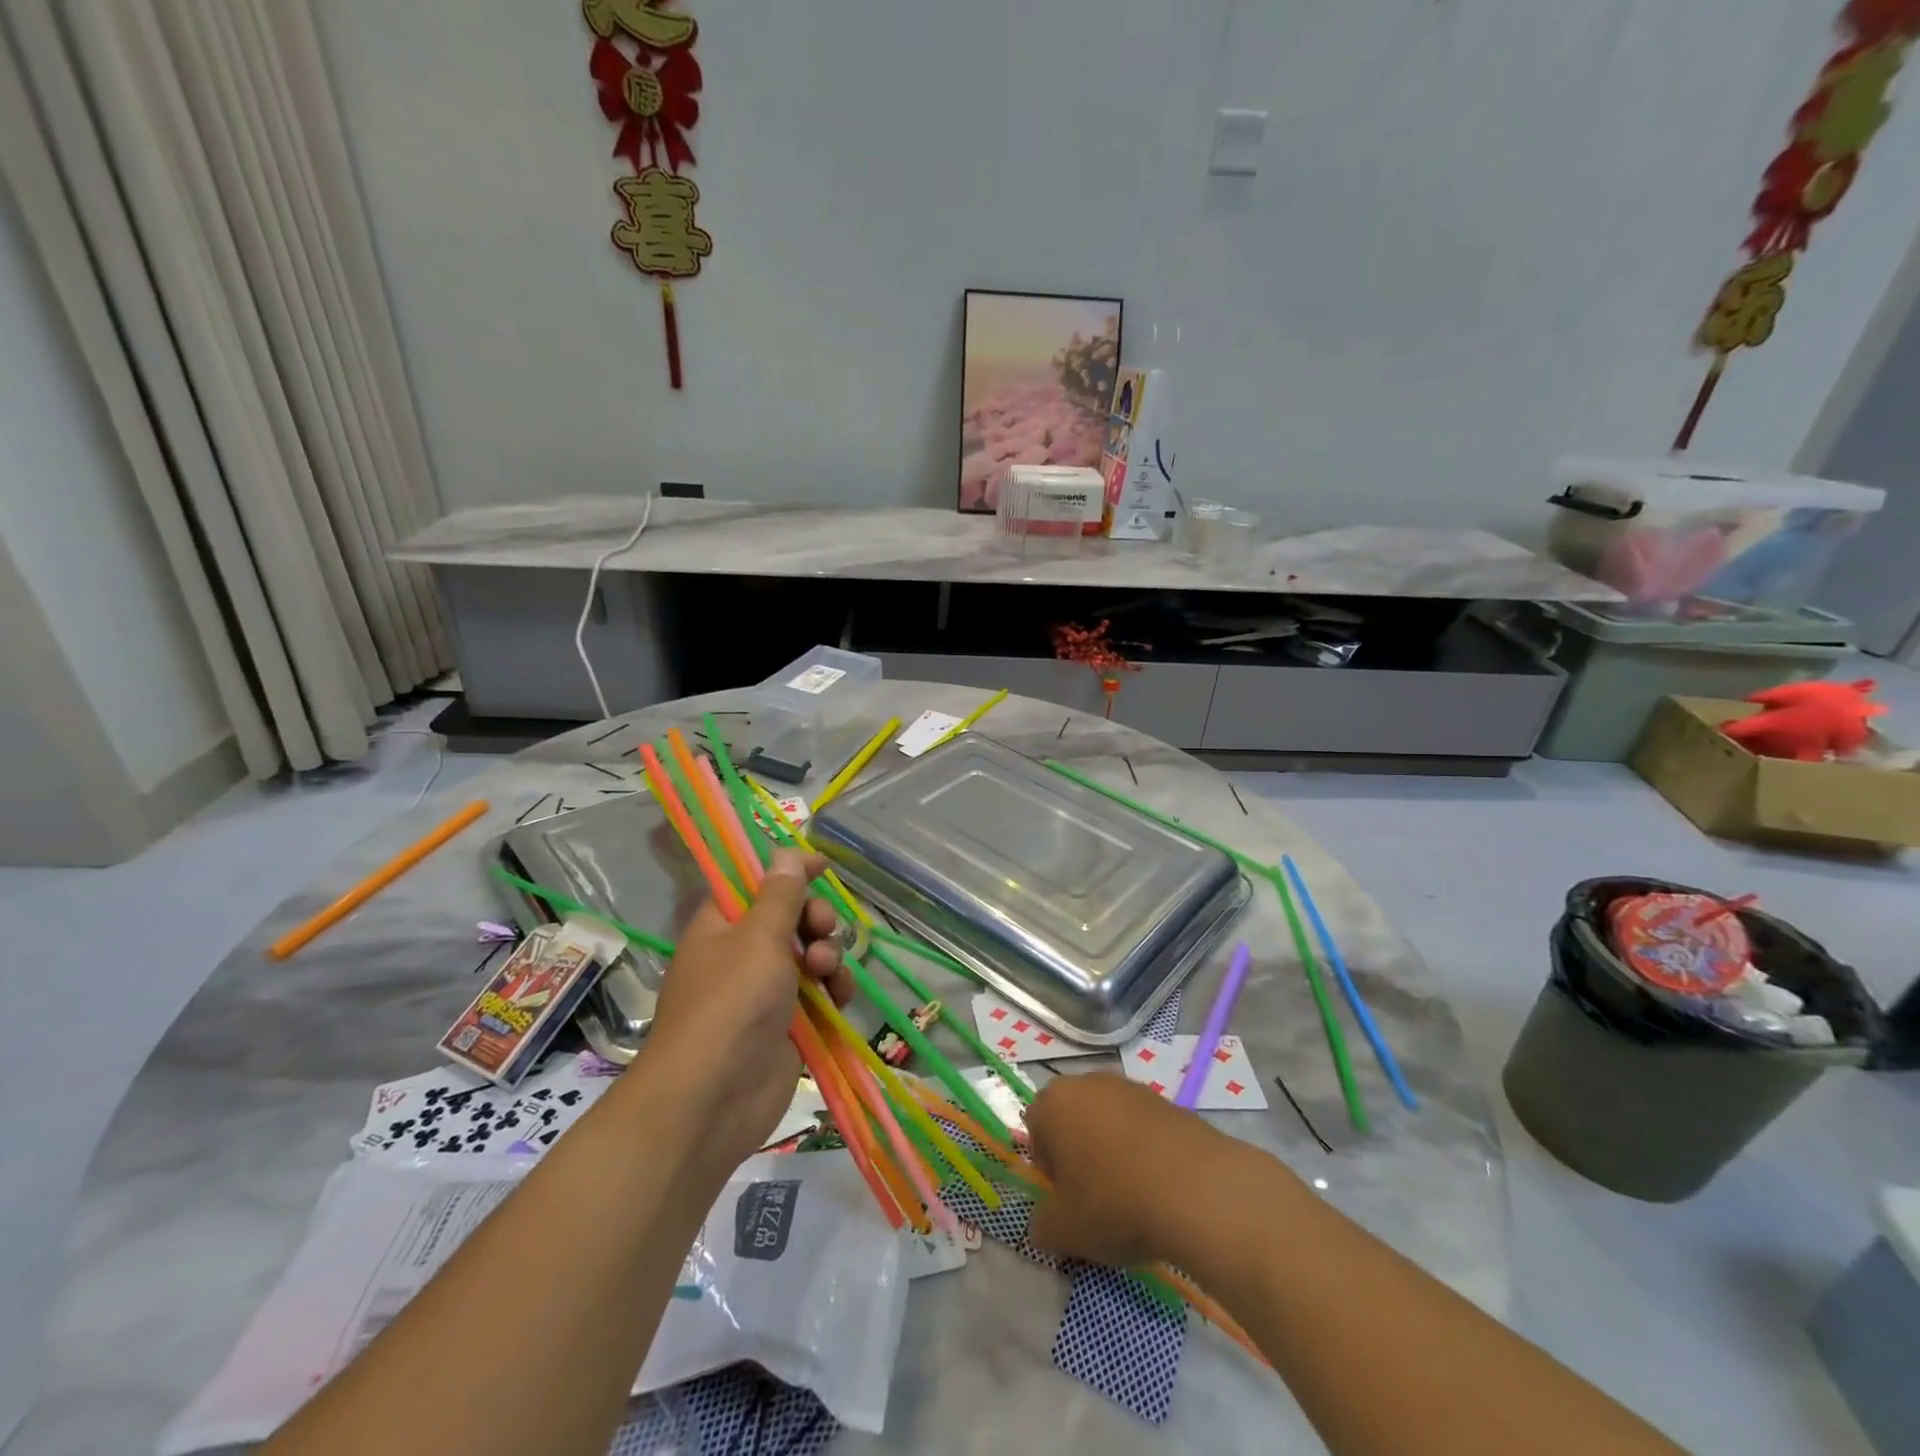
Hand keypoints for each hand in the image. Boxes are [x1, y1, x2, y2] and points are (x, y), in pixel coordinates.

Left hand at [647, 849, 852, 1168]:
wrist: (713, 1099)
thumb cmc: (731, 1003)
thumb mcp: (758, 938)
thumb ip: (780, 895)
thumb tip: (785, 853)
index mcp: (723, 925)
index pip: (758, 883)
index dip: (789, 871)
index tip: (824, 864)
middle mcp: (743, 953)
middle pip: (791, 918)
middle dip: (814, 918)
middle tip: (821, 928)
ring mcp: (766, 991)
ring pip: (811, 955)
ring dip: (828, 955)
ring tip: (826, 971)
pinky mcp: (788, 1024)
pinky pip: (819, 993)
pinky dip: (833, 989)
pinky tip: (840, 996)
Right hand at [1025, 1073, 1240, 1269]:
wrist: (1195, 1188)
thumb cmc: (1114, 1202)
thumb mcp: (1065, 1230)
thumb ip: (1042, 1226)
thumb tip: (1042, 1226)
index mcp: (1054, 1102)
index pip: (1035, 1127)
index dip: (1047, 1166)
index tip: (1065, 1197)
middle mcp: (1088, 1082)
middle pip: (1073, 1118)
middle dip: (1078, 1152)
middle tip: (1094, 1196)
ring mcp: (1130, 1087)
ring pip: (1108, 1120)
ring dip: (1112, 1149)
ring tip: (1131, 1194)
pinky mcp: (1166, 1100)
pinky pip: (1142, 1126)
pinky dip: (1145, 1150)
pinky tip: (1159, 1186)